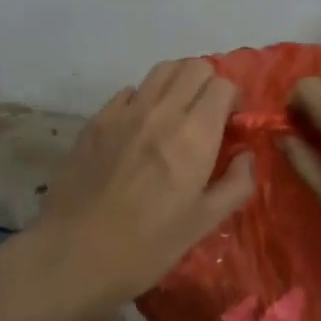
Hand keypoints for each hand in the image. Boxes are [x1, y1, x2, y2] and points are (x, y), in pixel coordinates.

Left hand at [28, 58, 255, 314]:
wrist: (74, 254)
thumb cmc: (147, 246)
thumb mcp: (203, 224)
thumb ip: (235, 185)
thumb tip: (246, 155)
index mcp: (193, 136)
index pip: (222, 85)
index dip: (231, 101)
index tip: (229, 126)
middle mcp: (161, 111)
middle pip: (193, 67)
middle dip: (208, 84)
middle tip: (206, 116)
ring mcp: (124, 112)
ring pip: (161, 70)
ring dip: (177, 84)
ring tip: (176, 114)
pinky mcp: (96, 119)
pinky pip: (129, 91)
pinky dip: (144, 99)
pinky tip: (140, 129)